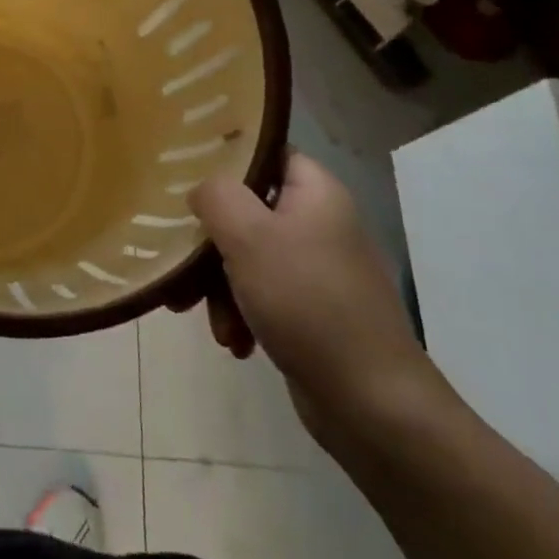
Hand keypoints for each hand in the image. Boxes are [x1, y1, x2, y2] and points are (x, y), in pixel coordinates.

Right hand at [190, 151, 441, 440]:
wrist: (373, 406)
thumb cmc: (307, 303)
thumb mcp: (248, 236)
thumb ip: (216, 196)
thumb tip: (202, 190)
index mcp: (316, 191)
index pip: (263, 152)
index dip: (224, 160)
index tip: (185, 176)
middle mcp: (320, 222)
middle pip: (247, 209)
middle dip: (212, 243)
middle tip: (185, 266)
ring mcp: (318, 269)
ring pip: (248, 255)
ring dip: (220, 287)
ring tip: (216, 324)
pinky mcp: (313, 310)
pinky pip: (262, 294)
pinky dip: (242, 313)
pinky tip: (236, 342)